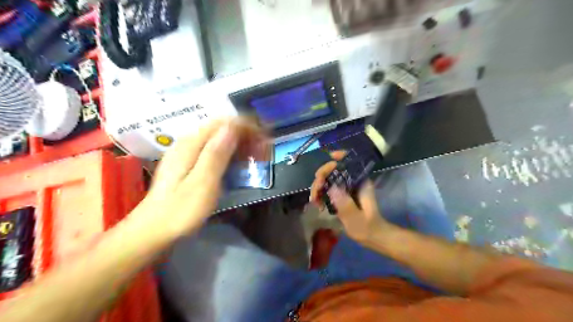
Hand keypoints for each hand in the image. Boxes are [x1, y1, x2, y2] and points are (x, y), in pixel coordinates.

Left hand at [136, 119, 264, 238]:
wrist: (154, 230)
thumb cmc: (181, 210)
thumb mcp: (203, 183)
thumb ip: (216, 153)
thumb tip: (233, 127)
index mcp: (191, 144)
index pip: (224, 123)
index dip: (247, 127)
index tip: (264, 140)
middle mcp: (188, 142)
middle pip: (222, 128)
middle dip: (245, 135)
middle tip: (262, 151)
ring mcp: (187, 152)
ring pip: (219, 138)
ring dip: (239, 143)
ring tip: (255, 156)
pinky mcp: (189, 163)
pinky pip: (214, 149)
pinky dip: (230, 152)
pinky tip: (237, 163)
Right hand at [311, 152, 391, 242]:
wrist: (373, 236)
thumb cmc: (368, 227)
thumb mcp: (356, 218)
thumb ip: (345, 204)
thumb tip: (331, 187)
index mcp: (360, 182)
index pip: (349, 162)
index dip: (338, 157)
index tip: (326, 163)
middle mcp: (352, 181)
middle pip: (333, 169)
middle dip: (321, 178)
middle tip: (315, 193)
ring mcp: (346, 187)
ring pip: (328, 178)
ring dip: (318, 187)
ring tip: (314, 201)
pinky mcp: (342, 194)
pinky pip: (328, 188)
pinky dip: (320, 193)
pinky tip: (317, 204)